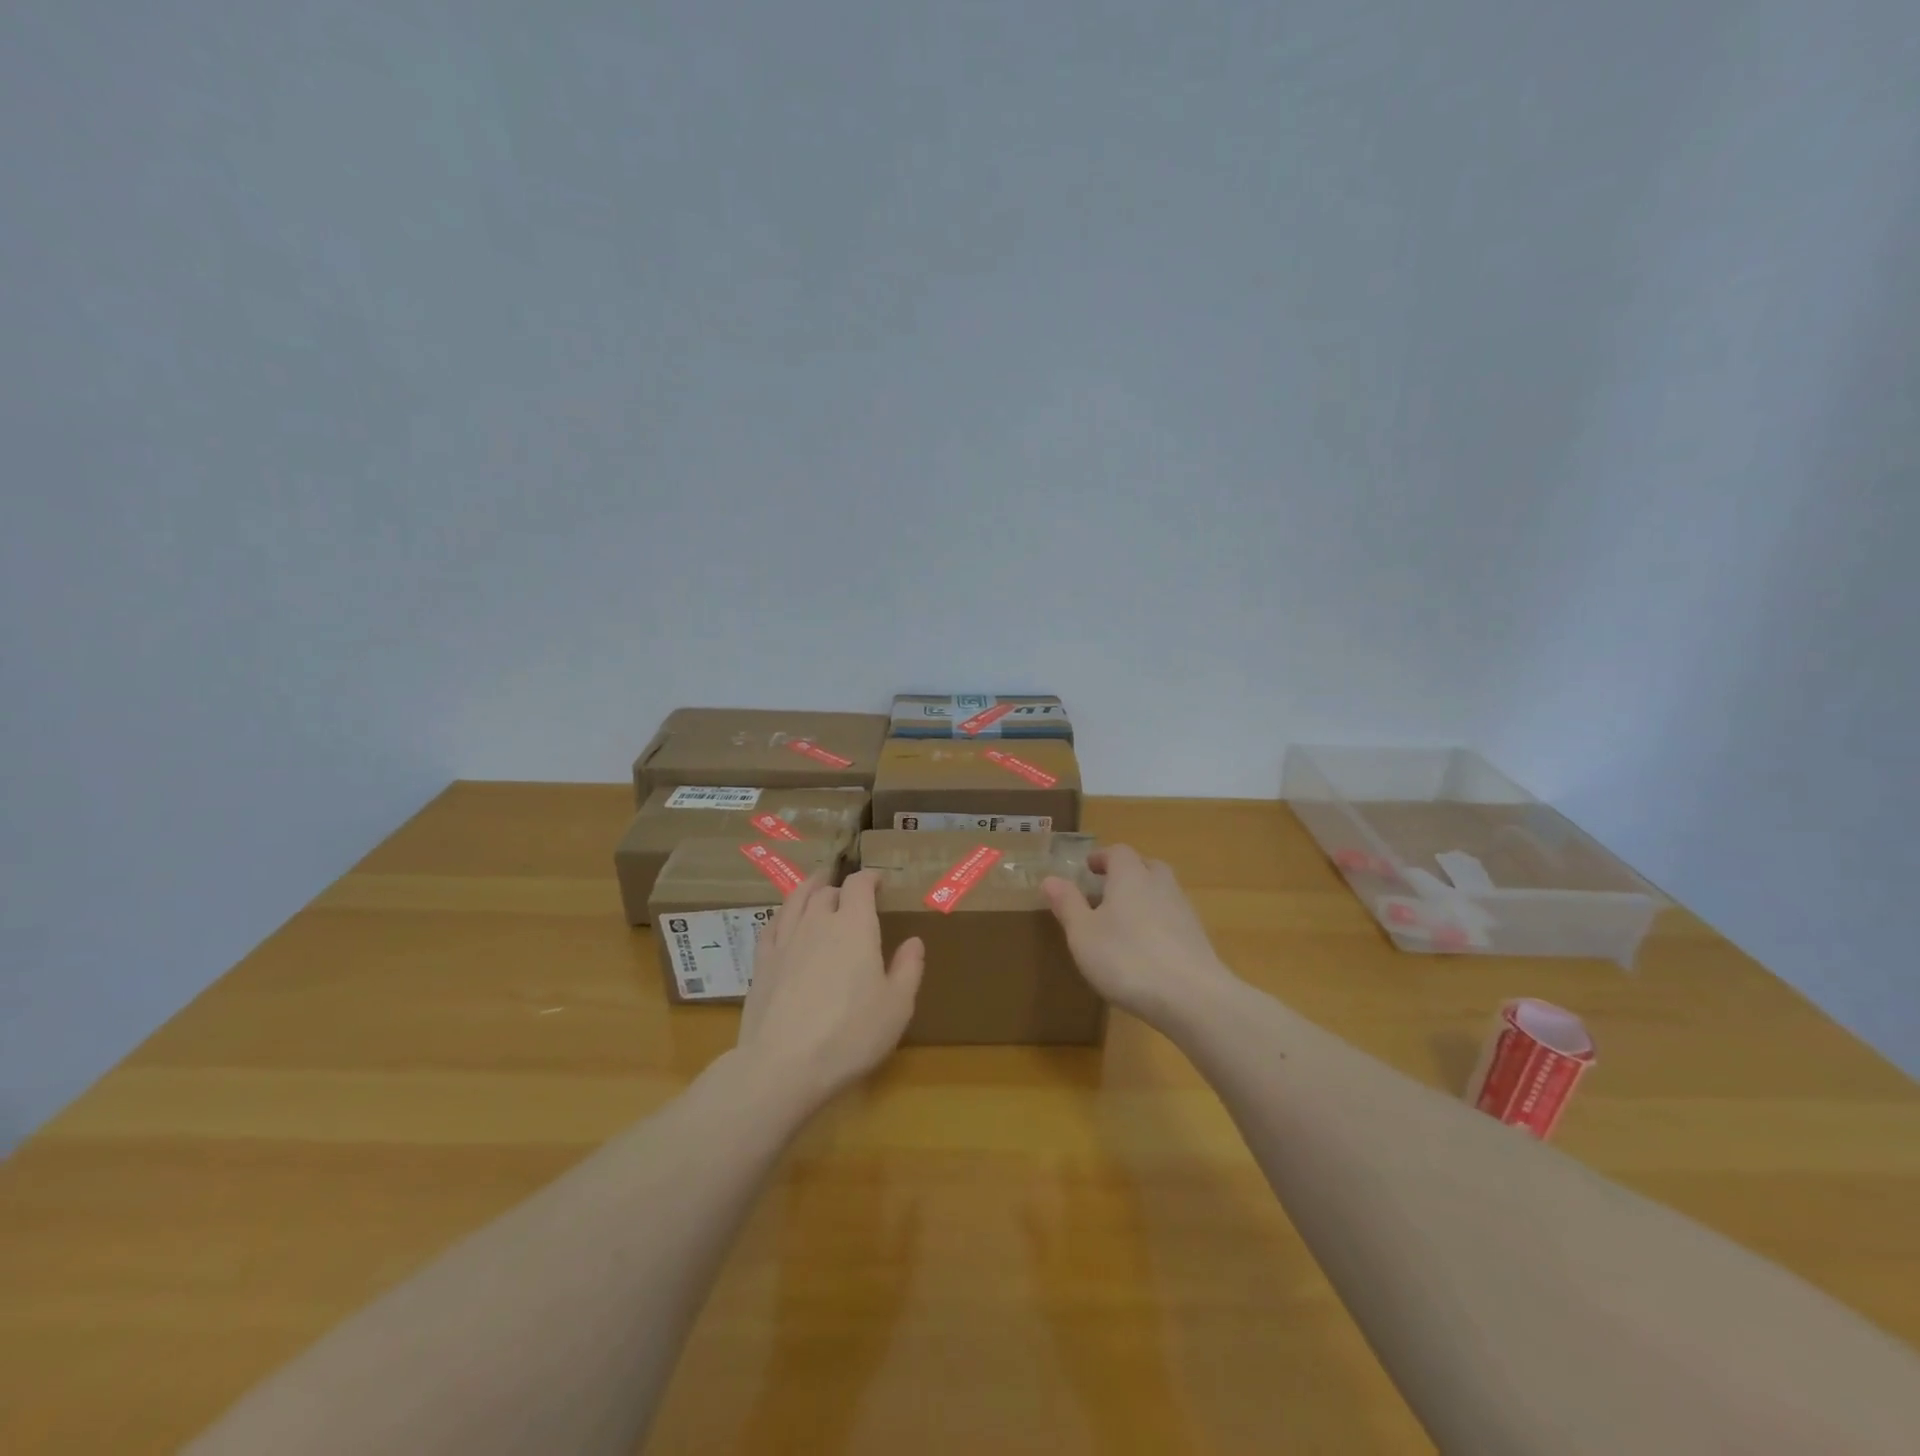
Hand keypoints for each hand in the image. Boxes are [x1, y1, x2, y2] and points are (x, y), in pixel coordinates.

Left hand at [737, 870, 923, 1106]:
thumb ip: (908, 969)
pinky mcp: (761, 963)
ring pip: (796, 901)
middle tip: (849, 893)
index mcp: (855, 926)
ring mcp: (785, 941)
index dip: (869, 878)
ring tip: (815, 884)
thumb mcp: (897, 1007)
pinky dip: (783, 913)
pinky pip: (772, 925)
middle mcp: (818, 923)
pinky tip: (784, 918)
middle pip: (826, 891)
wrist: (783, 1066)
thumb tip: (914, 942)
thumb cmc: (851, 1035)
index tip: (878, 881)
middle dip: (840, 887)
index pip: (859, 885)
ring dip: (809, 888)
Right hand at [1042, 845, 1234, 1023]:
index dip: (1101, 857)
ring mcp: (1184, 911)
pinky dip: (1158, 924)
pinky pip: (1173, 919)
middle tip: (1106, 891)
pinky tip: (1147, 950)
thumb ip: (1068, 904)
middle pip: (1146, 866)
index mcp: (1130, 876)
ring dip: (1144, 899)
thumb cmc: (1127, 958)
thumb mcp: (1083, 934)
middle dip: (1127, 873)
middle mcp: (1160, 885)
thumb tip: (1051, 878)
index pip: (1118, 852)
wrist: (1192, 998)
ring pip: (1162, 892)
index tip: (1087, 869)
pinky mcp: (1198, 939)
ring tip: (1124, 922)